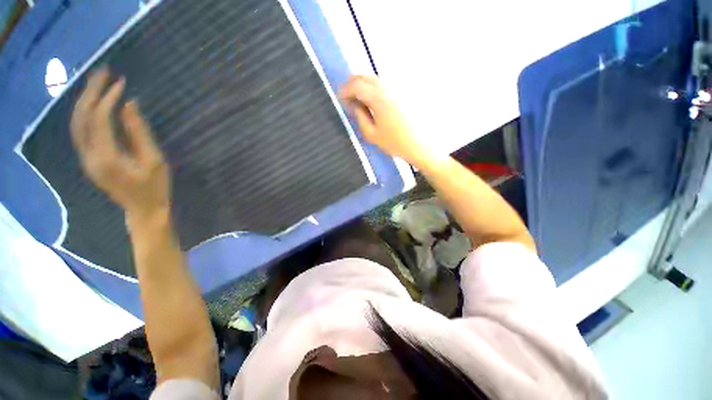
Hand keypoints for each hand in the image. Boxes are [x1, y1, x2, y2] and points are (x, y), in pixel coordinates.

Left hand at [70, 67, 169, 221]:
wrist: (143, 210)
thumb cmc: (155, 187)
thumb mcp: (154, 161)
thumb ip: (139, 133)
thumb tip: (129, 104)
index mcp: (106, 157)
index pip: (100, 119)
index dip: (108, 98)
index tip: (122, 83)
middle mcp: (89, 156)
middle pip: (81, 117)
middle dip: (91, 91)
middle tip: (103, 71)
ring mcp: (86, 158)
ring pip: (77, 123)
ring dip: (85, 100)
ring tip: (97, 82)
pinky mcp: (89, 159)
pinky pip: (80, 131)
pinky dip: (85, 113)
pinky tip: (94, 103)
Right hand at [340, 75, 428, 165]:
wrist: (421, 144)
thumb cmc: (395, 142)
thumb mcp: (372, 134)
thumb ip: (360, 117)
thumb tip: (353, 104)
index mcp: (378, 97)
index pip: (356, 85)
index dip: (345, 91)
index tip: (340, 99)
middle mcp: (388, 86)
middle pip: (365, 77)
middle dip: (353, 85)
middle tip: (348, 98)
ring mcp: (398, 86)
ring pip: (375, 78)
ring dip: (364, 85)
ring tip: (360, 100)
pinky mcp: (405, 90)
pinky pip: (385, 83)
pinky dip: (375, 87)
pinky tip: (374, 100)